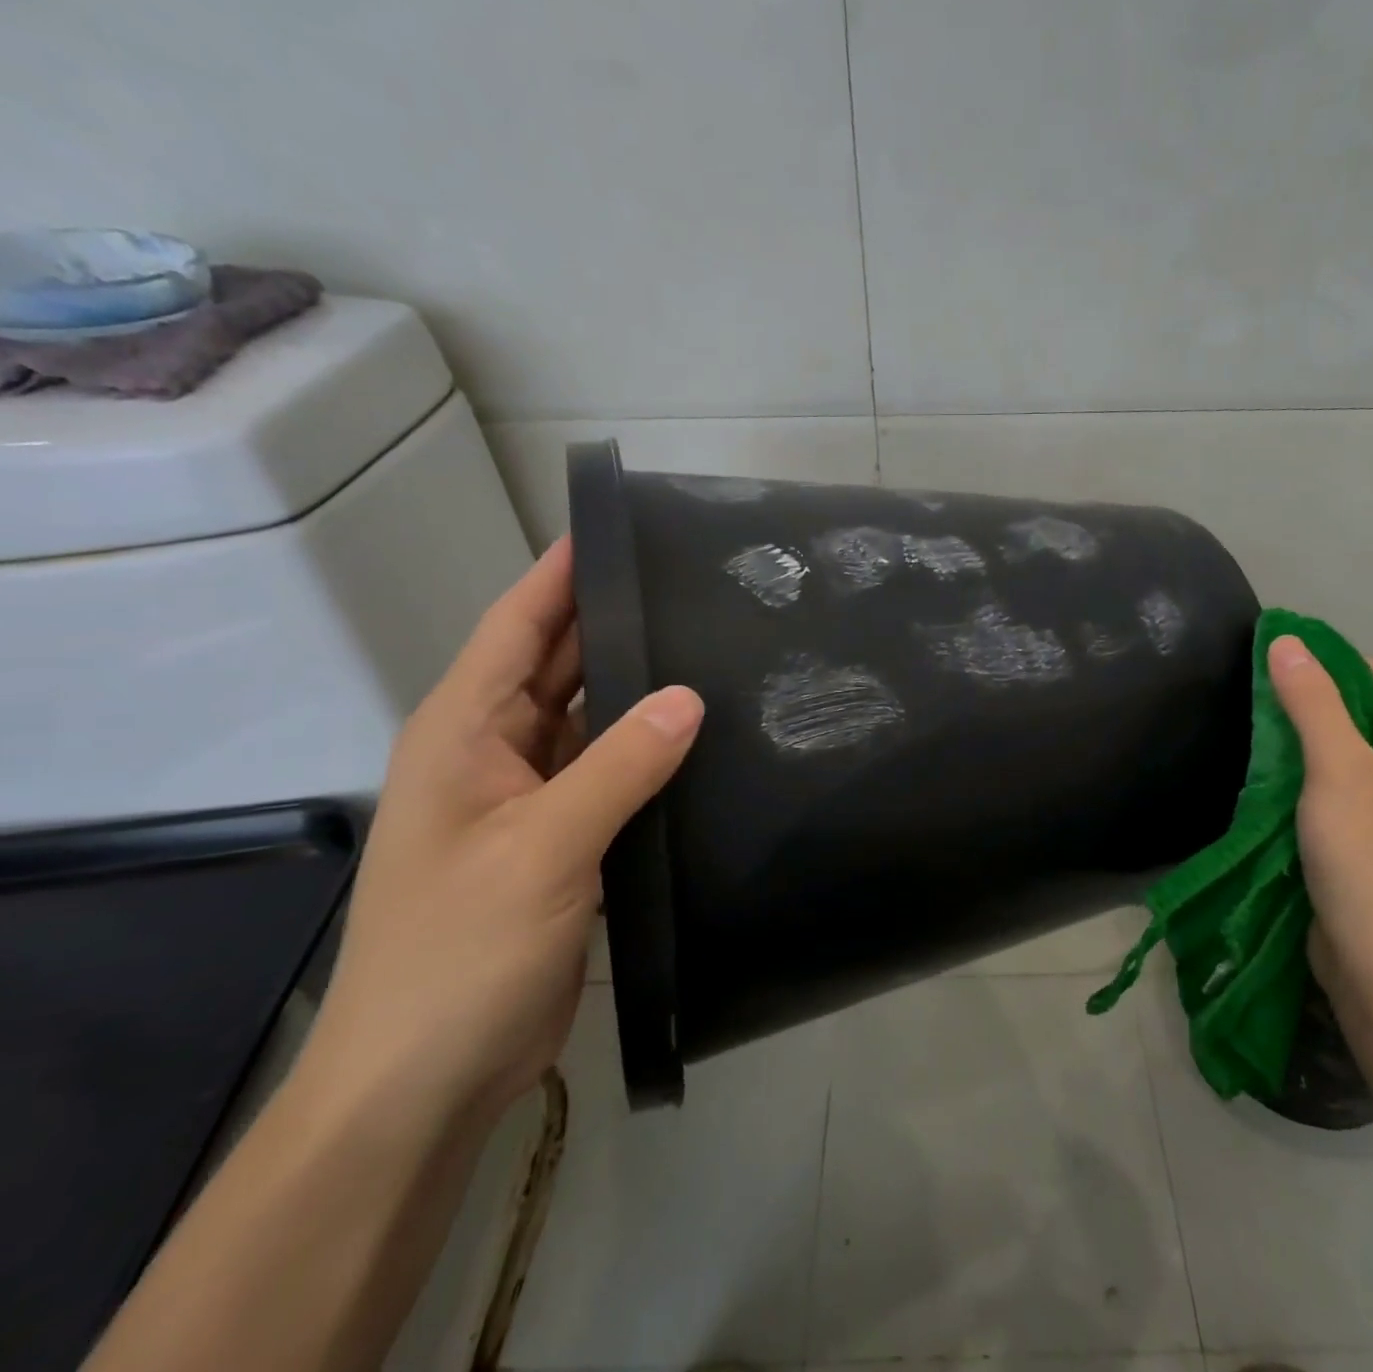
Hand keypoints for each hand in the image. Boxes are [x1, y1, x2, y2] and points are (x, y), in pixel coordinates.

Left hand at [300, 538, 703, 1128]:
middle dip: (615, 622)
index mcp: (465, 734)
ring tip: (712, 648)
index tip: (619, 526)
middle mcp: (495, 753)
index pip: (518, 628)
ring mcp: (531, 798)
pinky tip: (701, 737)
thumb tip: (690, 696)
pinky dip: (650, 750)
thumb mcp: (542, 847)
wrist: (426, 1079)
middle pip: (560, 666)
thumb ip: (620, 765)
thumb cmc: (460, 951)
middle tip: (693, 585)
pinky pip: (612, 772)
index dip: (561, 574)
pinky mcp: (563, 839)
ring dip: (640, 688)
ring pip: (593, 720)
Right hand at [1268, 636, 1372, 994]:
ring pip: (1362, 758)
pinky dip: (1319, 780)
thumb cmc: (1366, 847)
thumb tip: (1286, 641)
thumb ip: (1311, 700)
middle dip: (1329, 704)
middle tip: (1276, 702)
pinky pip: (1352, 792)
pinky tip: (1282, 785)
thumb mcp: (1334, 764)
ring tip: (1270, 739)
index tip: (1299, 672)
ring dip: (1319, 743)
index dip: (1353, 666)